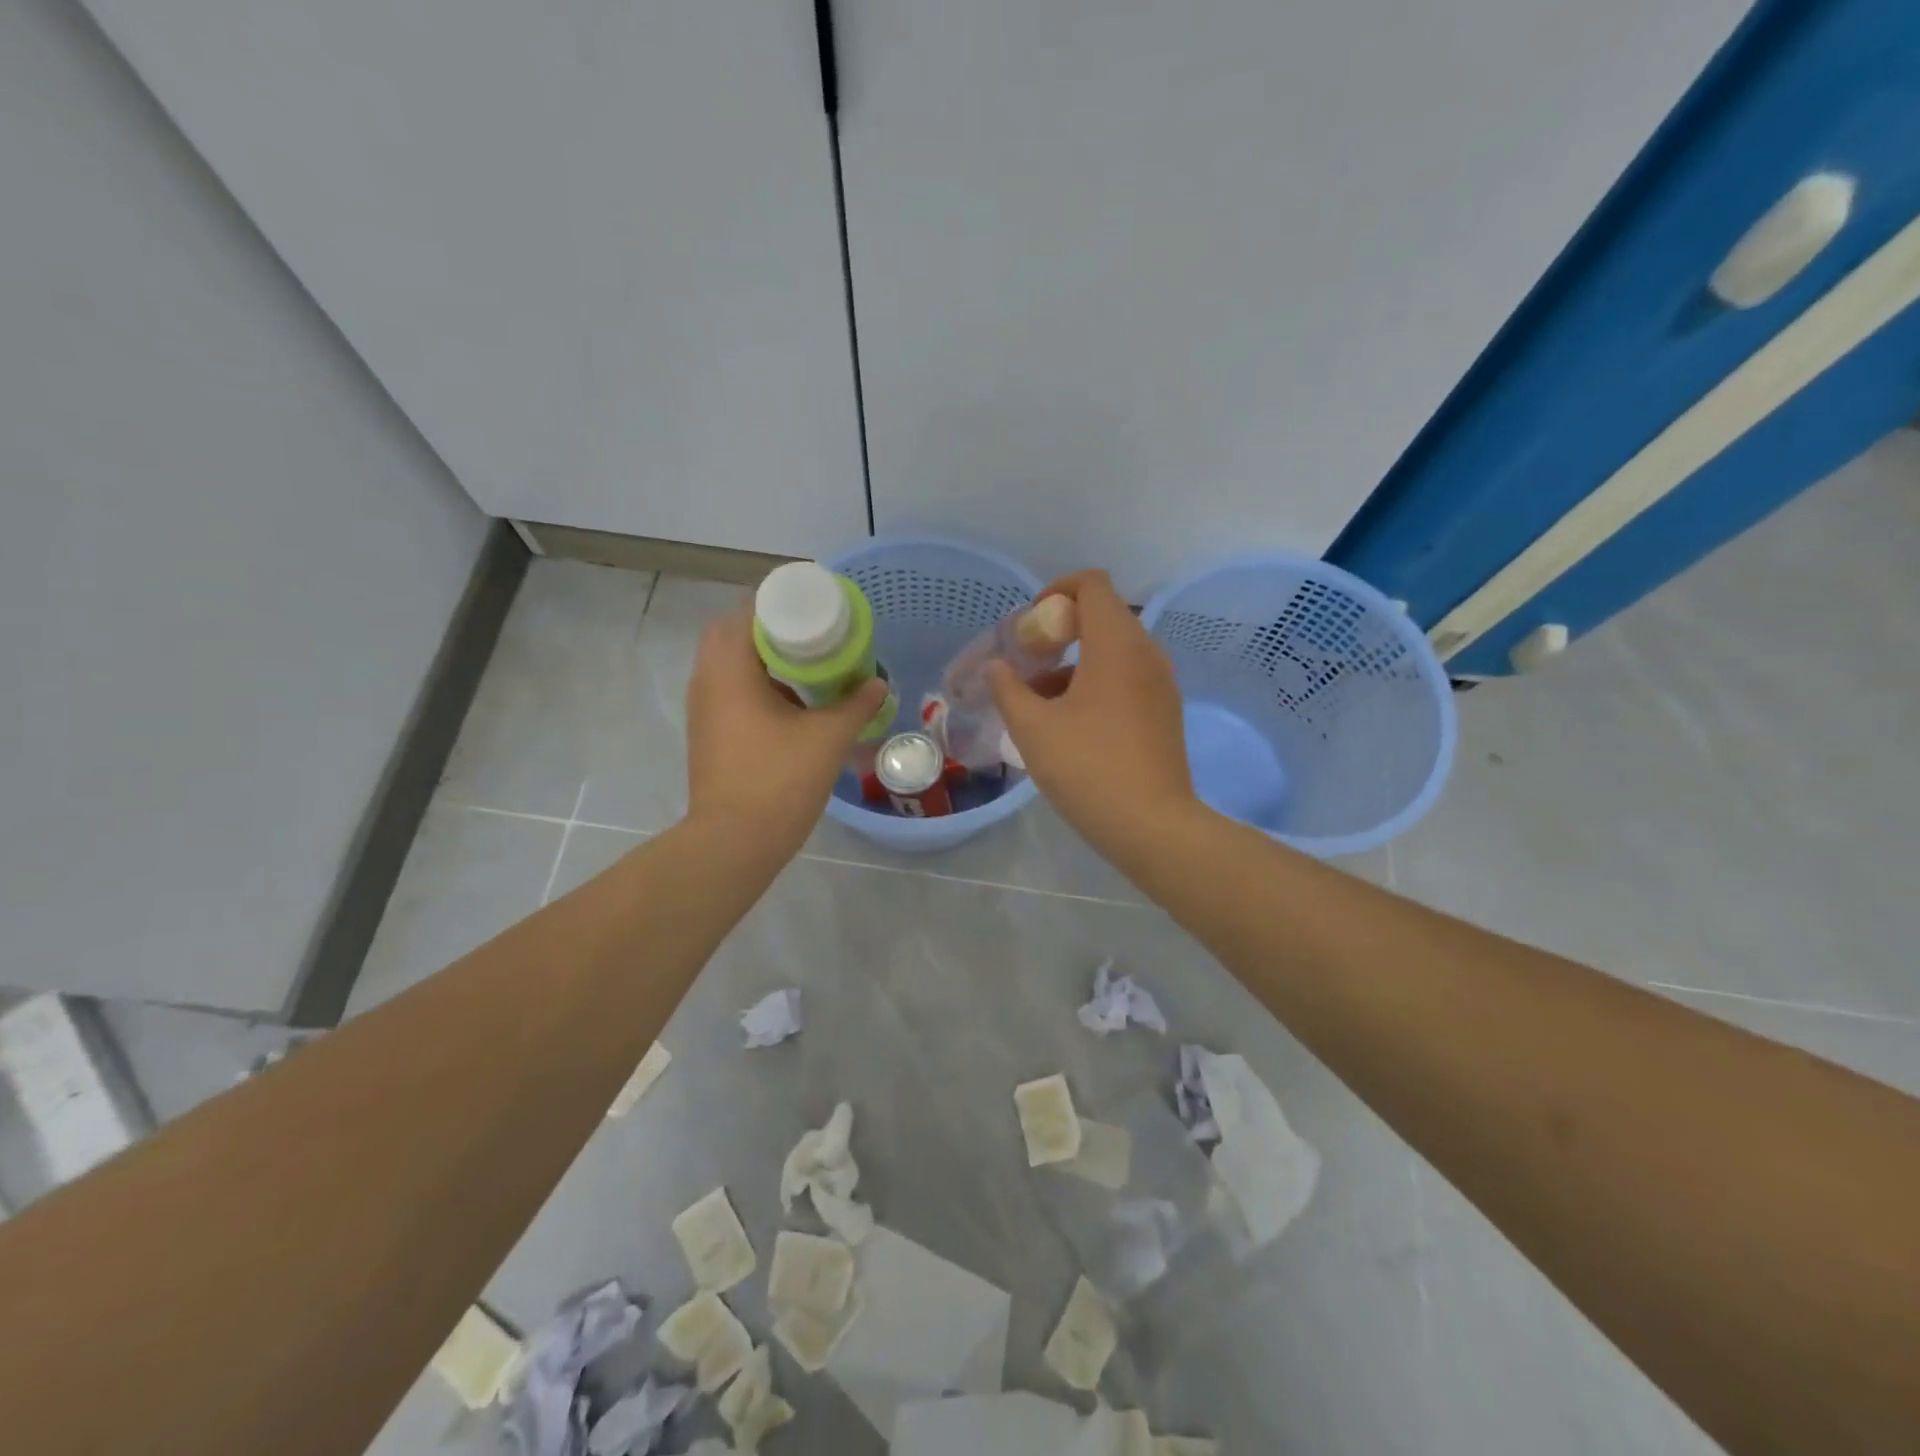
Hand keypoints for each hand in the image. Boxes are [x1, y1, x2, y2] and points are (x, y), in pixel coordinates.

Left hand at [686, 604, 888, 859]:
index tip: (816, 609)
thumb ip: (856, 704)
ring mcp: (703, 709)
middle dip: (773, 631)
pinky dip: (758, 686)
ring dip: (764, 659)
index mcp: (730, 668)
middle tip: (813, 637)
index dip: (782, 603)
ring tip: (808, 666)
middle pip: (735, 634)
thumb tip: (878, 684)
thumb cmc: (779, 781)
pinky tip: (793, 704)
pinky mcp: (708, 734)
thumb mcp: (828, 738)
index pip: (748, 611)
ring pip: (730, 665)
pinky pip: (731, 692)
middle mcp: (707, 680)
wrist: (733, 842)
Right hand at [989, 570, 1196, 862]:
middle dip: (1060, 630)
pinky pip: (1128, 677)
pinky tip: (1070, 723)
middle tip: (1028, 662)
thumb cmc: (1087, 768)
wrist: (1152, 825)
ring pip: (1114, 650)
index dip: (1057, 591)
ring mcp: (1161, 683)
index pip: (1092, 584)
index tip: (1030, 623)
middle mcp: (1146, 653)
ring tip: (1039, 700)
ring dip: (1075, 661)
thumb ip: (1008, 689)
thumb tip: (997, 667)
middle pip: (1103, 616)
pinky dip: (1097, 682)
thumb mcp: (1032, 728)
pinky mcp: (1165, 711)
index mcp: (1116, 645)